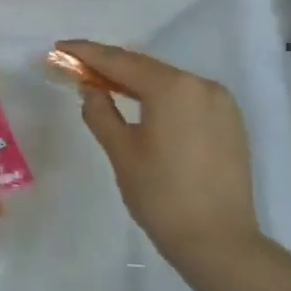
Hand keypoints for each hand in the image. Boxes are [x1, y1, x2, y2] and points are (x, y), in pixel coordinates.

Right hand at [60, 39, 263, 263]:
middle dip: (110, 66)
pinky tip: (140, 105)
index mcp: (173, 89)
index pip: (121, 61)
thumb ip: (100, 113)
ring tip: (103, 84)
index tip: (60, 48)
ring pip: (168, 82)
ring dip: (135, 81)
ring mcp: (221, 103)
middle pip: (146, 68)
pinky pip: (186, 98)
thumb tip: (91, 90)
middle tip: (76, 66)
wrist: (219, 242)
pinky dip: (159, 97)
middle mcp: (202, 86)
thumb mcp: (121, 152)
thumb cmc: (161, 196)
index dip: (87, 53)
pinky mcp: (230, 123)